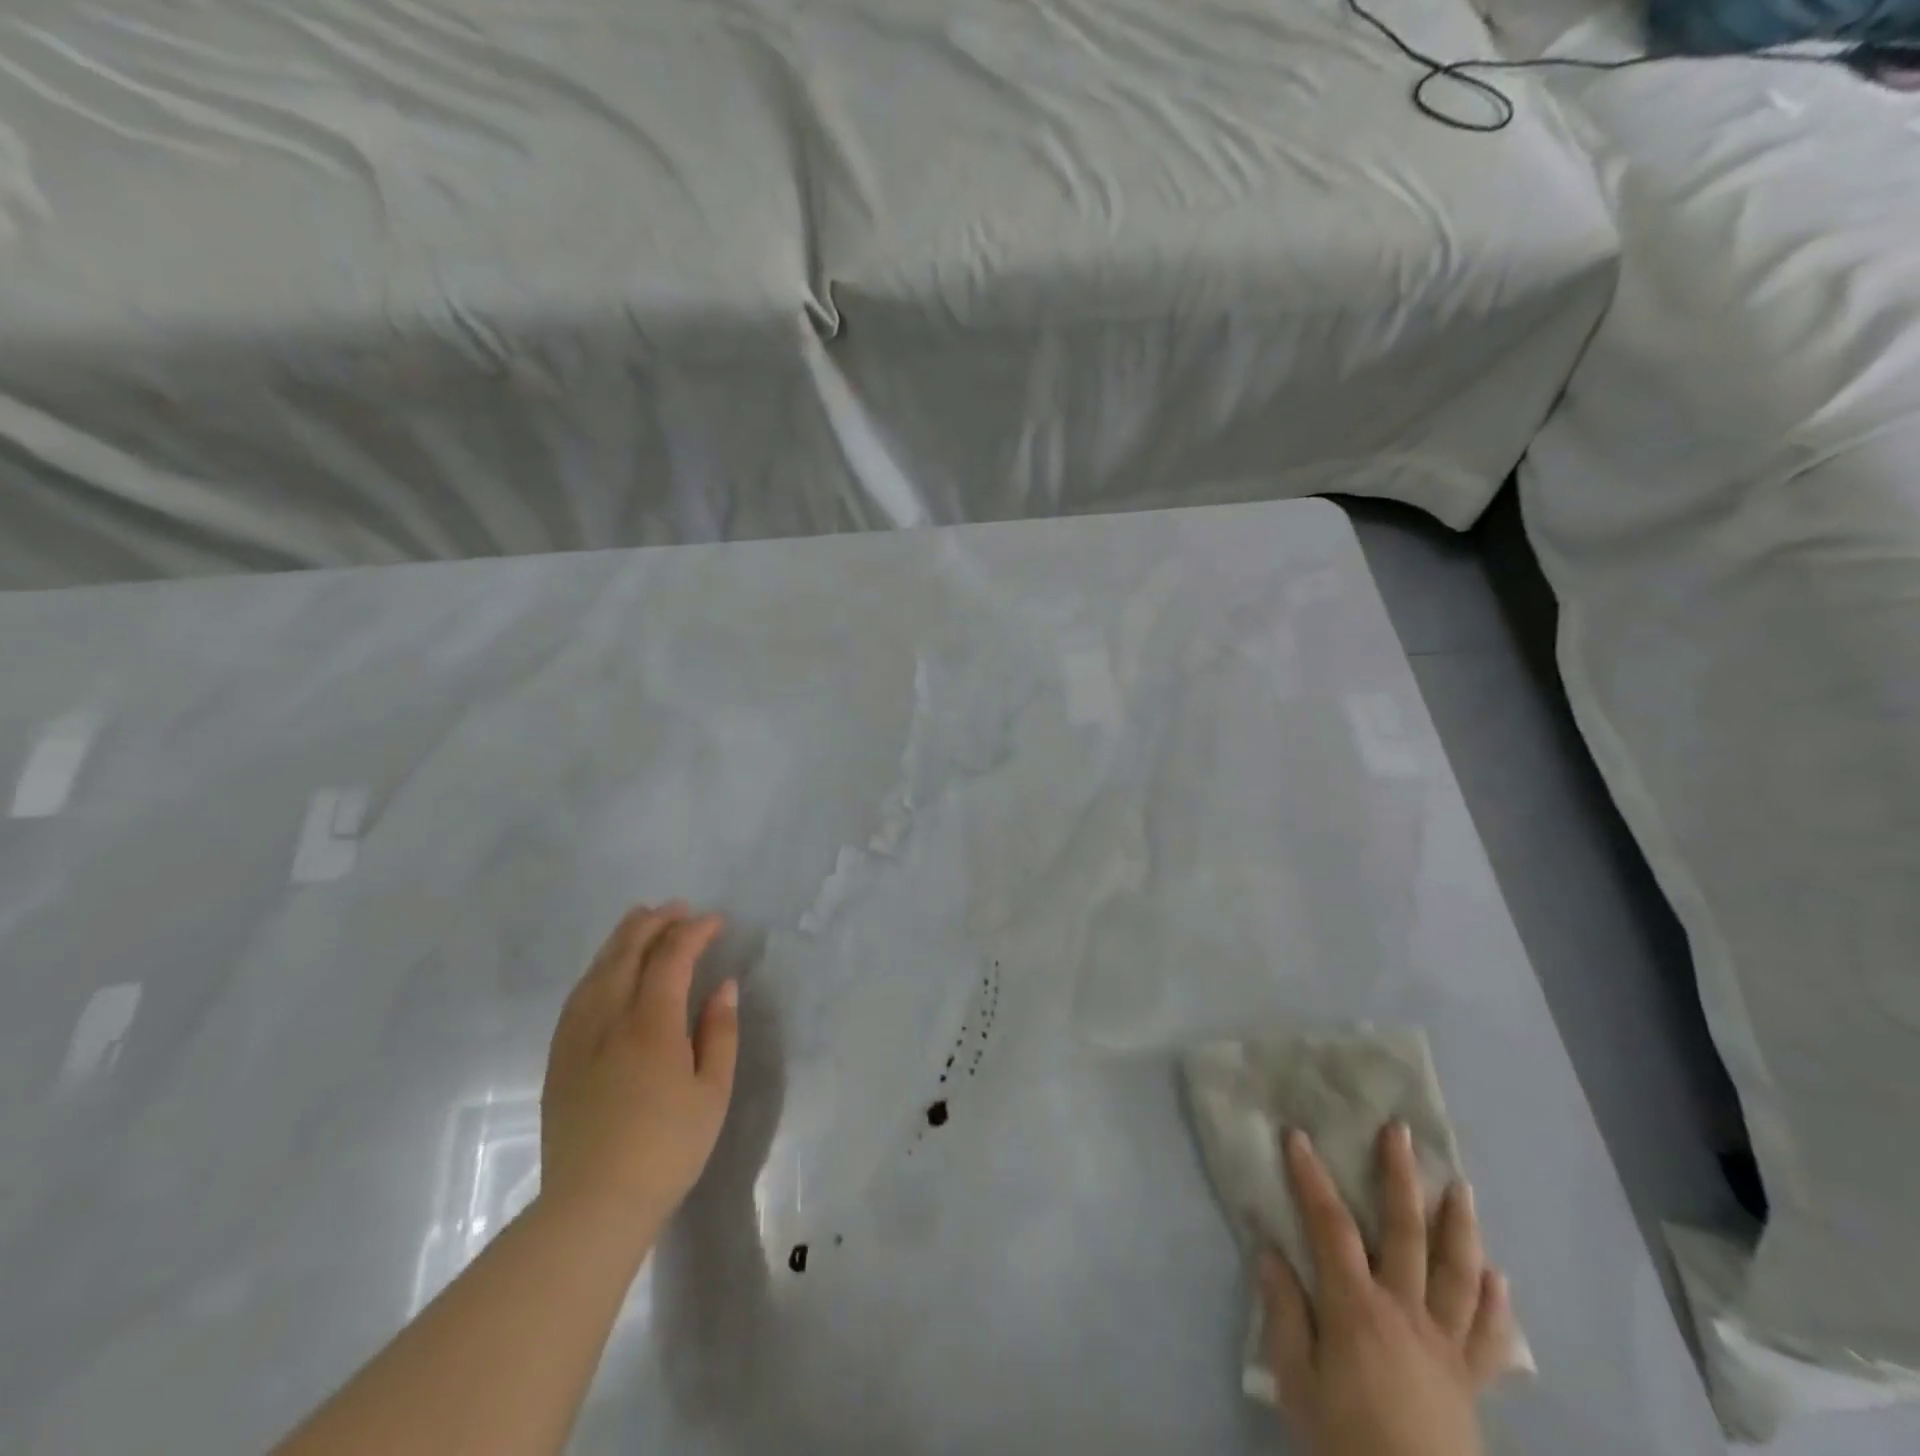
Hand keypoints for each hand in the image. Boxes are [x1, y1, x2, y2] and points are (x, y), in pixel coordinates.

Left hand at [538, 903, 738, 1255]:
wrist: (594, 1205)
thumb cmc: (667, 1148)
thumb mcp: (712, 1091)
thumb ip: (719, 1031)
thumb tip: (723, 985)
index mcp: (651, 1024)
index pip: (671, 957)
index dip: (694, 931)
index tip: (716, 921)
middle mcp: (609, 1018)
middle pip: (628, 952)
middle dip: (655, 923)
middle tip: (678, 908)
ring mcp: (577, 1037)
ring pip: (597, 969)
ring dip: (622, 938)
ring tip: (640, 919)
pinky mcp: (559, 1058)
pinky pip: (578, 995)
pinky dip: (598, 968)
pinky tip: (606, 969)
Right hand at [1262, 1124, 1513, 1455]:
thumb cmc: (1345, 1442)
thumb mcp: (1296, 1382)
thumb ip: (1284, 1313)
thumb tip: (1271, 1251)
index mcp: (1356, 1308)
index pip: (1330, 1226)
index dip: (1311, 1178)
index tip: (1298, 1137)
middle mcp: (1406, 1311)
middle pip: (1406, 1233)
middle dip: (1400, 1178)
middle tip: (1399, 1133)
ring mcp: (1446, 1345)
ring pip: (1459, 1274)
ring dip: (1460, 1226)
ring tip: (1462, 1188)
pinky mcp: (1472, 1381)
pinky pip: (1491, 1337)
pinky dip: (1498, 1304)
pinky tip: (1500, 1276)